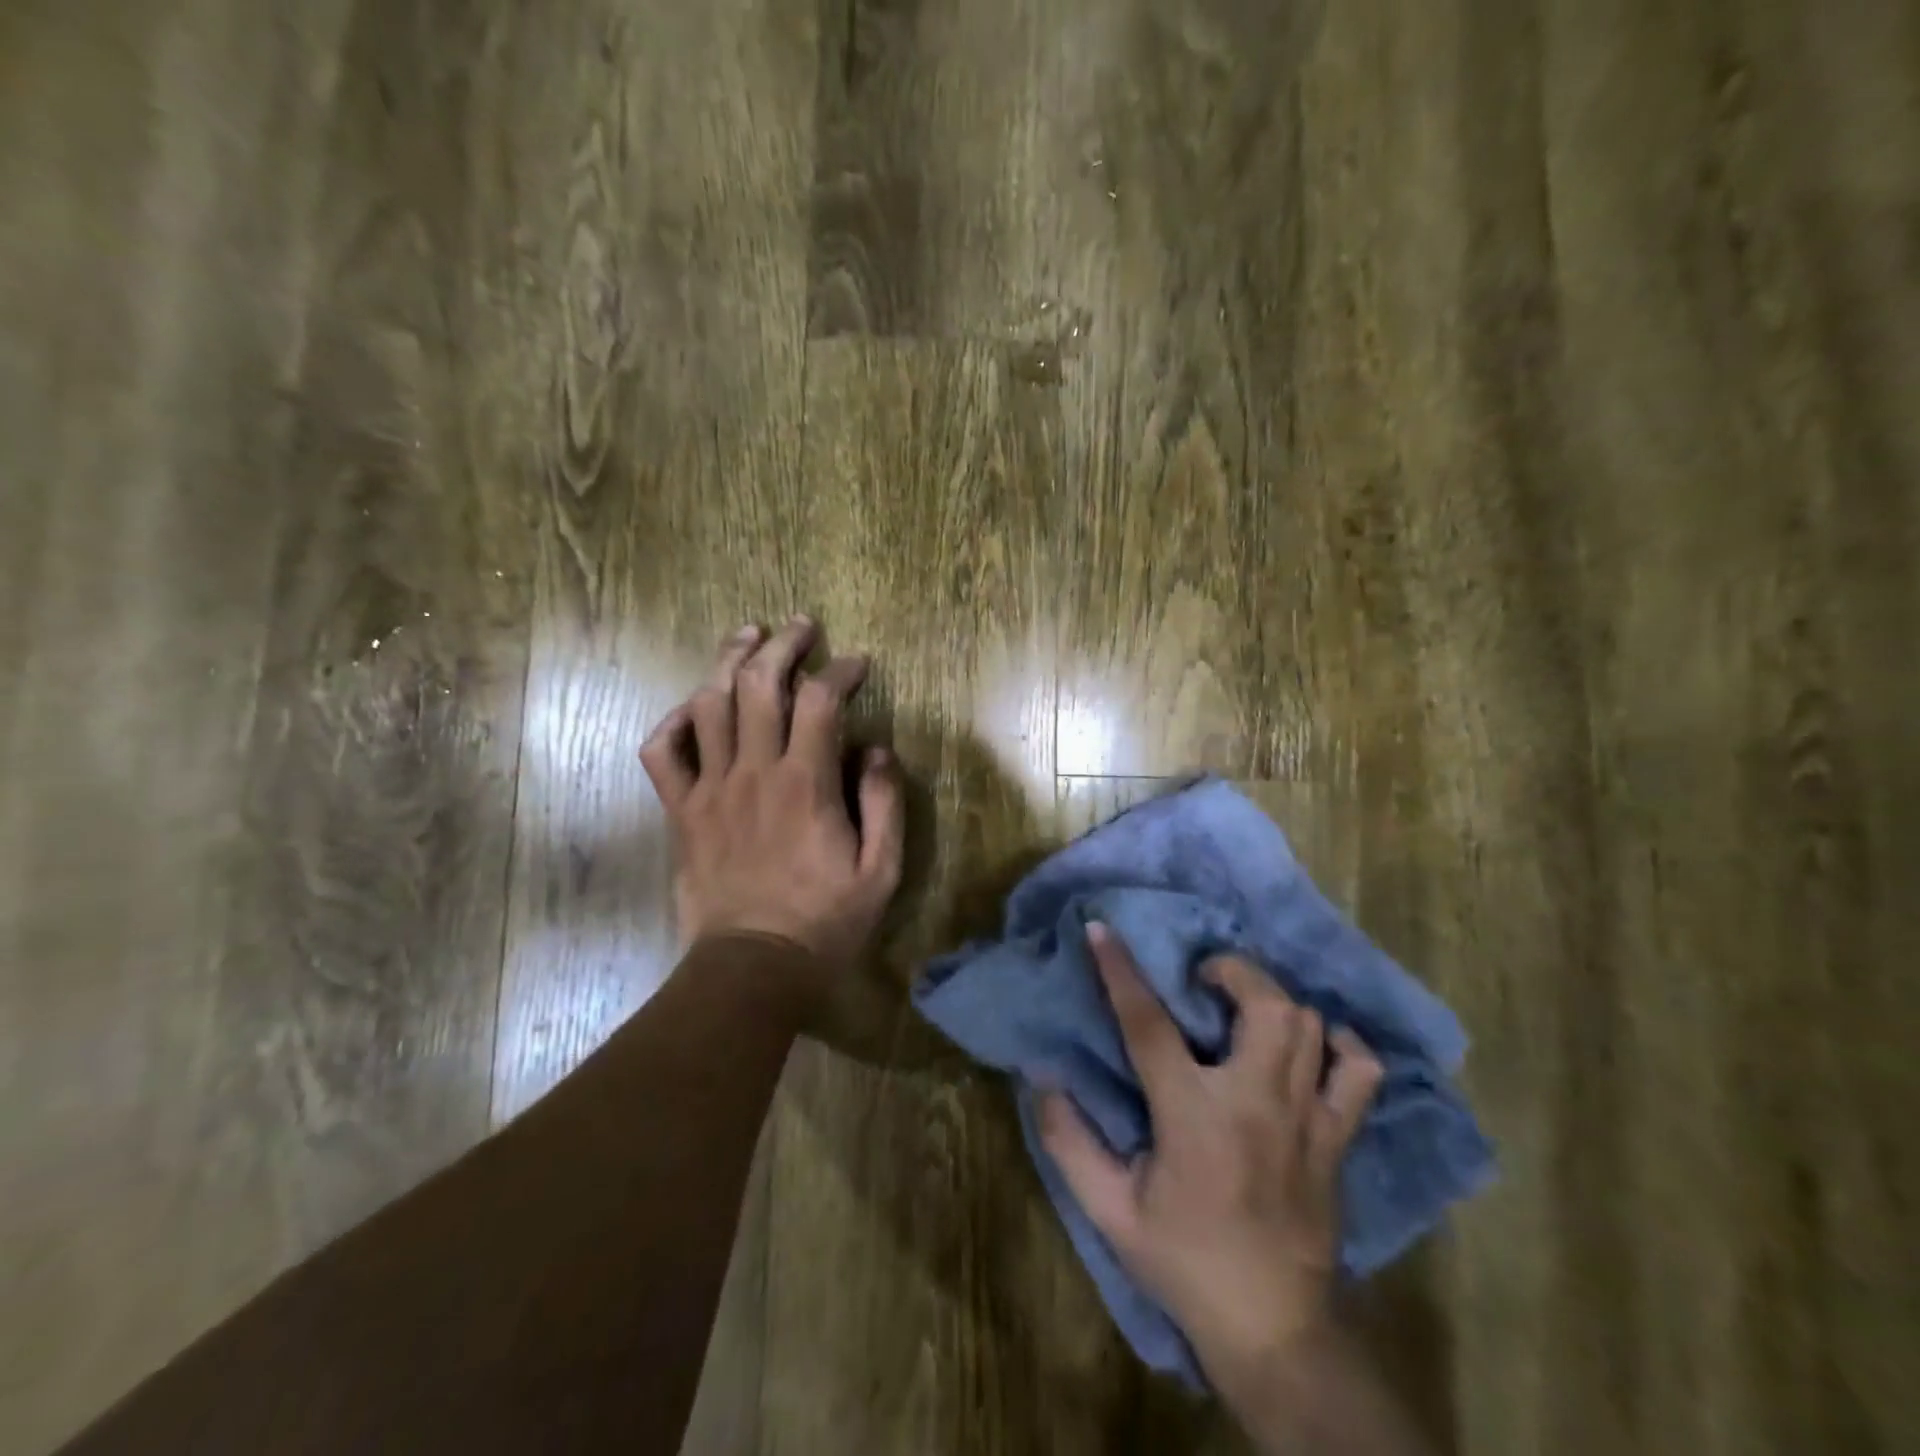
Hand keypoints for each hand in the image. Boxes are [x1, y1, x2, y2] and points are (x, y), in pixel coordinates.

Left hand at [638, 617, 904, 996]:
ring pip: (708, 704)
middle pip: (760, 684)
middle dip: (782, 644)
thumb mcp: (881, 871)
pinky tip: (692, 708)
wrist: (751, 968)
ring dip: (728, 661)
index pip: (821, 701)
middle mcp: (753, 772)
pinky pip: (661, 753)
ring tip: (747, 637)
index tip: (857, 663)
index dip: (840, 671)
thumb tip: (877, 750)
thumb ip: (885, 804)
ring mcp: (710, 789)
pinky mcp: (681, 812)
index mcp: (806, 783)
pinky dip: (672, 722)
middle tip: (800, 625)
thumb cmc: (824, 922)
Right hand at [1038, 922, 1384, 1397]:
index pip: (1149, 1023)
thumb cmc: (1184, 1263)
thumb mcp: (1110, 1211)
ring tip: (1244, 1004)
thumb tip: (1042, 1078)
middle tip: (1202, 980)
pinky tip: (1312, 1045)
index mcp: (1193, 1116)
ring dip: (1273, 998)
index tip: (1102, 929)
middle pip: (1263, 1002)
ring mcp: (1307, 1118)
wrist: (1275, 1332)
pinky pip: (1360, 1071)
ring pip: (1308, 1023)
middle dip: (1230, 970)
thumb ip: (1069, 1142)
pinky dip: (1339, 1045)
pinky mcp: (1338, 1139)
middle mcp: (1256, 1103)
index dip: (1120, 969)